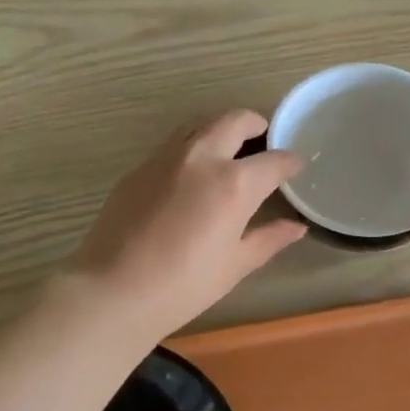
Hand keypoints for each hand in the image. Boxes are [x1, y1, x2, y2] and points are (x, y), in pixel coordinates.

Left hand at [67, 110, 305, 340]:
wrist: (113, 290)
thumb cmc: (184, 285)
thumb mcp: (235, 264)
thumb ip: (269, 238)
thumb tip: (296, 227)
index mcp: (234, 183)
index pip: (274, 160)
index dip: (290, 162)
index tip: (295, 167)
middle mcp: (202, 157)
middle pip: (235, 120)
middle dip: (256, 125)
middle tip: (263, 142)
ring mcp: (166, 157)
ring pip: (200, 124)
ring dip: (221, 129)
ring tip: (228, 152)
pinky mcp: (140, 167)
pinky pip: (174, 144)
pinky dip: (192, 146)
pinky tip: (191, 174)